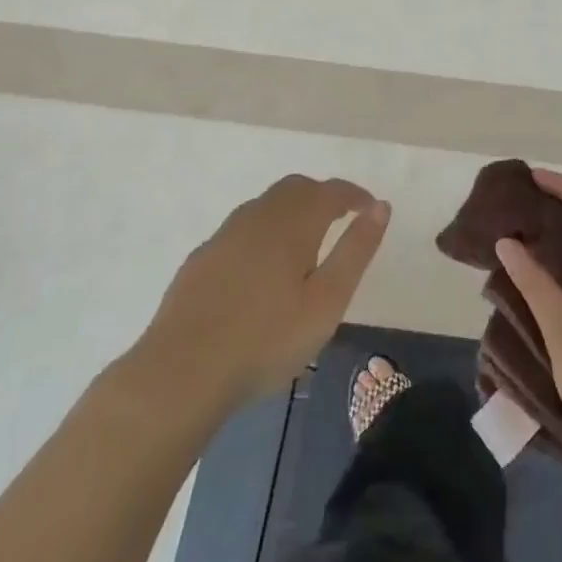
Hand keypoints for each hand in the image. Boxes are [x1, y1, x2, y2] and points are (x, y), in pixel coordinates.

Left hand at [124, 176, 389, 416]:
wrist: (181, 373)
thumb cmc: (266, 340)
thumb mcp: (326, 302)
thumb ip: (356, 250)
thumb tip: (380, 207)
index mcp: (292, 223)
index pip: (331, 191)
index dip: (354, 195)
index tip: (370, 209)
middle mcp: (258, 217)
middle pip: (296, 188)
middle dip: (323, 196)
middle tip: (341, 220)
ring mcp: (224, 236)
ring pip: (265, 205)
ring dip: (292, 211)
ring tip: (306, 244)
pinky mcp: (201, 259)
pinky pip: (242, 229)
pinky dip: (264, 232)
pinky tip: (262, 268)